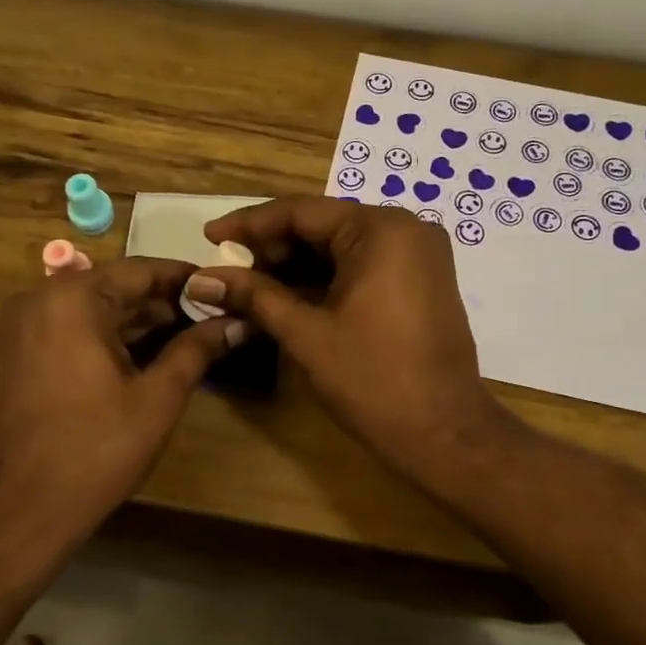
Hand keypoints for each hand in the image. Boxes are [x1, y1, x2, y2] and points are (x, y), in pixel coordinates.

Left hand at [0, 258, 243, 532]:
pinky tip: (142, 356)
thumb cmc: (96, 449)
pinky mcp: (14, 353)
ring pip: (90, 309)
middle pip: (113, 287)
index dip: (185, 279)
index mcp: (72, 299)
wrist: (20, 509)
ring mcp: (20, 327)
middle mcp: (38, 299)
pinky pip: (68, 328)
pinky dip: (104, 336)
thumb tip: (237, 322)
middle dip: (162, 303)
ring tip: (186, 336)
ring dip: (135, 321)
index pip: (141, 271)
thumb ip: (197, 349)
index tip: (222, 286)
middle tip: (210, 316)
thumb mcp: (158, 397)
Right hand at [192, 197, 509, 480]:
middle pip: (322, 226)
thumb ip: (255, 297)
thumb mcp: (307, 334)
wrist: (444, 432)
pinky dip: (324, 279)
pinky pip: (362, 266)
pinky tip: (286, 296)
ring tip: (247, 286)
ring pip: (341, 247)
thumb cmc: (374, 380)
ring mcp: (417, 255)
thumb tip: (201, 279)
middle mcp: (404, 229)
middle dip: (271, 248)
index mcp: (380, 230)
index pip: (301, 212)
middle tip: (227, 270)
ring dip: (295, 266)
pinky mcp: (419, 281)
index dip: (249, 224)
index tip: (209, 235)